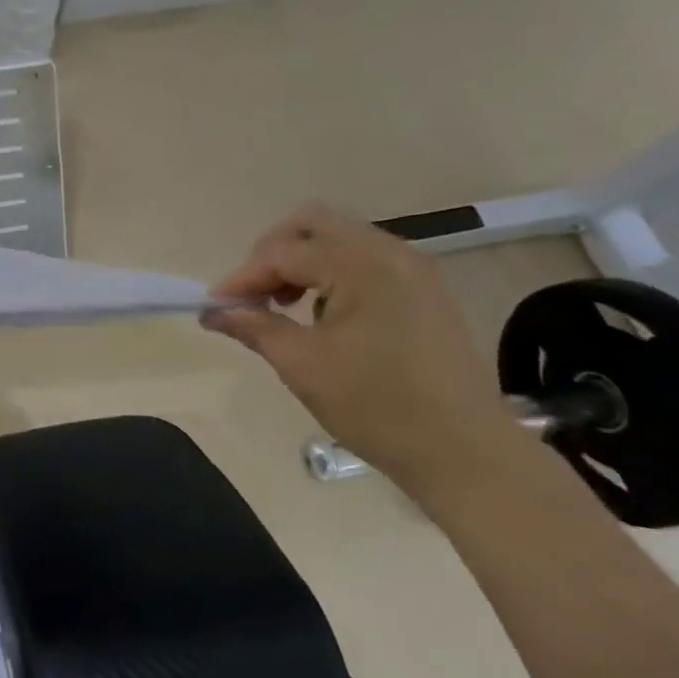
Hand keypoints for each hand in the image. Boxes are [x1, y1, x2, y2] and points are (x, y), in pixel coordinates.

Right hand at [204, 204, 517, 498]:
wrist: (466, 453)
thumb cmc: (377, 406)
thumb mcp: (303, 366)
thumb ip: (254, 327)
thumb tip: (213, 311)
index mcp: (361, 266)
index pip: (283, 252)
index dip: (243, 277)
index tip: (216, 307)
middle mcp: (391, 252)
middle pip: (313, 224)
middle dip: (273, 252)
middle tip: (254, 294)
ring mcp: (414, 269)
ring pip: (341, 239)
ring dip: (303, 262)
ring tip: (285, 307)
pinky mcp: (426, 291)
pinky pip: (366, 260)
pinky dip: (333, 274)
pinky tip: (324, 316)